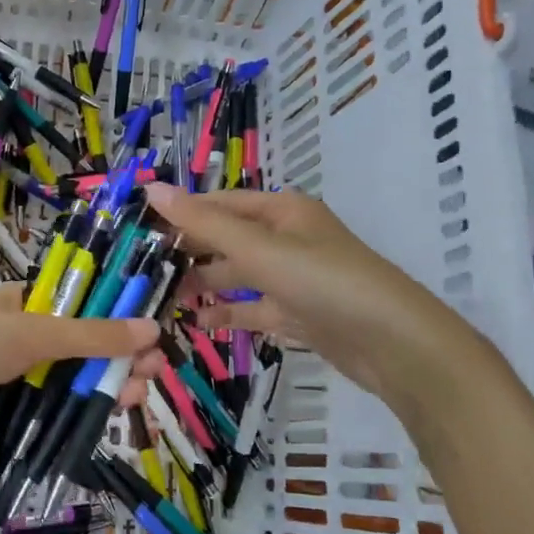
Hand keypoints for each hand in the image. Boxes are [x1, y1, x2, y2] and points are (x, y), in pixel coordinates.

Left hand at [0, 286, 163, 453]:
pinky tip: (98, 428)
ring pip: (63, 387)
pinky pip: (41, 418)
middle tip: (150, 377)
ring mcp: (7, 379)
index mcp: (23, 304)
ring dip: (98, 392)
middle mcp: (19, 339)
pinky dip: (67, 423)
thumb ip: (89, 335)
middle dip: (114, 362)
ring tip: (133, 400)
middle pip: (78, 351)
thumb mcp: (29, 332)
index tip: (150, 340)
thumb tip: (151, 327)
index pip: (82, 310)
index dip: (117, 323)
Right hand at [144, 183, 512, 424]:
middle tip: (141, 268)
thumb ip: (203, 223)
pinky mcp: (299, 313)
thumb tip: (151, 188)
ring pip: (238, 275)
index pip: (218, 204)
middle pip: (227, 238)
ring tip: (163, 298)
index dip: (180, 212)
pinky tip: (199, 324)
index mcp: (281, 211)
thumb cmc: (325, 282)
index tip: (136, 227)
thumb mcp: (259, 249)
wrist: (396, 345)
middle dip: (188, 251)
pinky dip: (229, 314)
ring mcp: (294, 278)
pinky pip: (254, 308)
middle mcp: (287, 238)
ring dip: (204, 284)